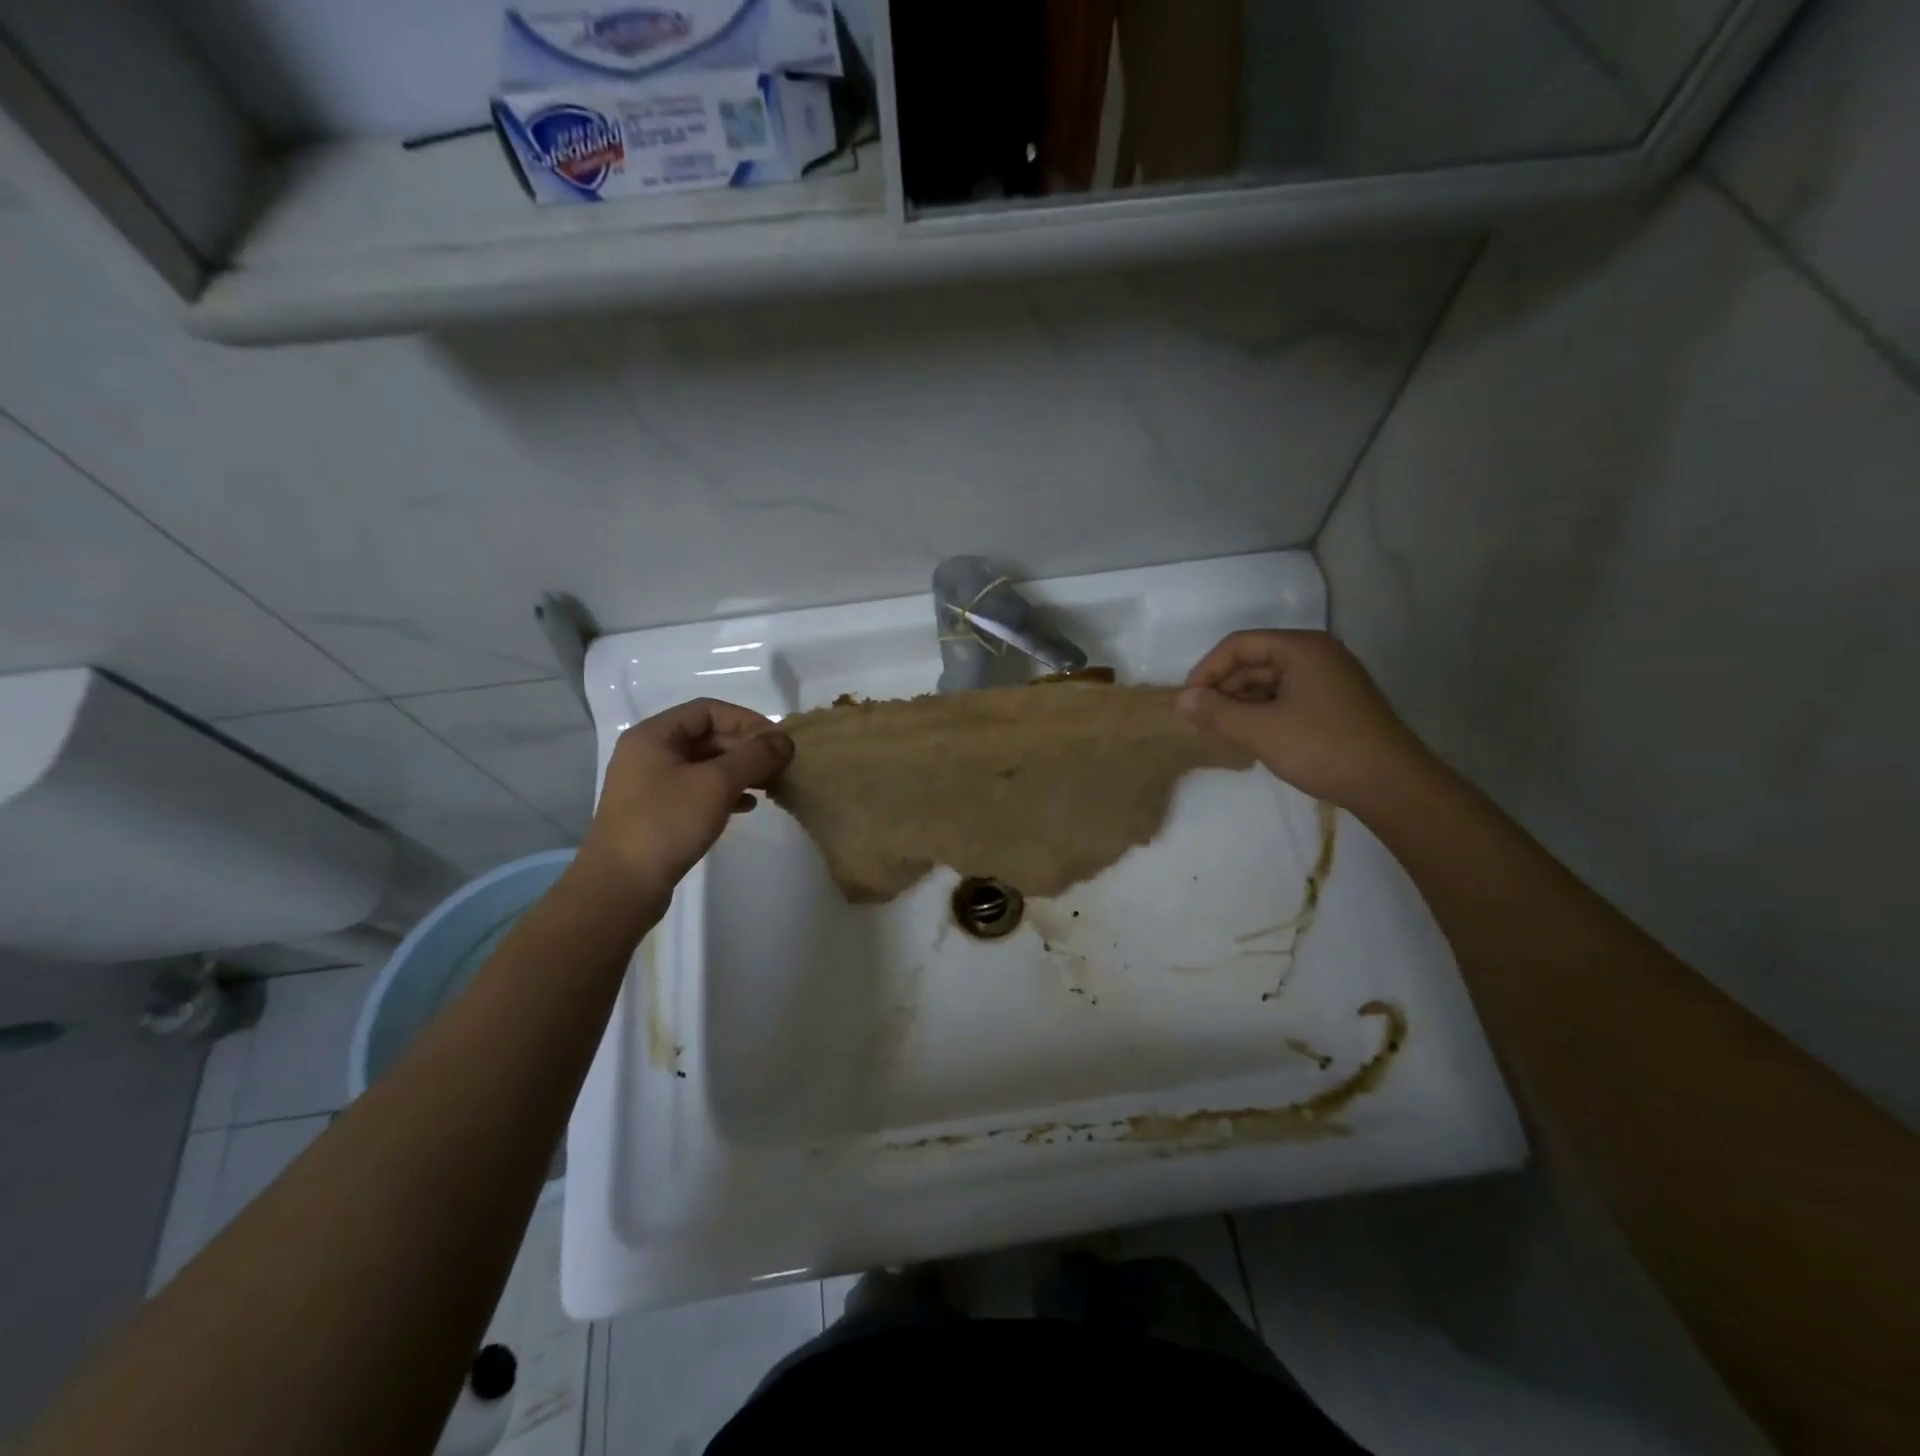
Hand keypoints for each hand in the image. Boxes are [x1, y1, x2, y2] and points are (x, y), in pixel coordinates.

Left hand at [577, 698, 793, 895]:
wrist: (620, 887)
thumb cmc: (666, 824)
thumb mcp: (716, 783)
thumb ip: (754, 756)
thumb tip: (784, 739)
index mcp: (654, 735)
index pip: (708, 710)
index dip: (747, 720)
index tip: (777, 742)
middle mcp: (649, 753)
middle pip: (707, 736)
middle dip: (746, 748)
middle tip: (779, 765)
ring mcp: (651, 785)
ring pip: (705, 765)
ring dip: (740, 771)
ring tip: (770, 785)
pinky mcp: (658, 813)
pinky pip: (698, 790)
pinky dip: (725, 793)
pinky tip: (747, 807)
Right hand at [1176, 630, 1431, 809]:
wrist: (1391, 785)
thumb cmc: (1322, 748)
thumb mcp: (1260, 730)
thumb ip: (1216, 712)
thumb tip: (1180, 701)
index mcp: (1301, 648)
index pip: (1238, 645)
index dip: (1207, 670)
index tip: (1187, 702)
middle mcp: (1317, 655)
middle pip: (1254, 661)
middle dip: (1223, 689)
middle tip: (1200, 722)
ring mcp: (1329, 680)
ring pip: (1269, 682)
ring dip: (1240, 704)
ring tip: (1220, 733)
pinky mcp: (1335, 705)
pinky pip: (1286, 698)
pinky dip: (1262, 714)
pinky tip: (1250, 739)